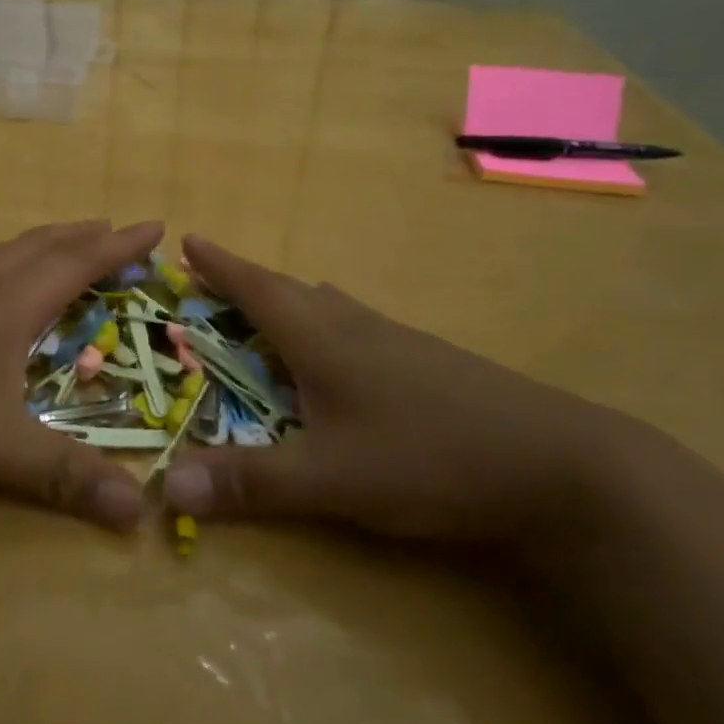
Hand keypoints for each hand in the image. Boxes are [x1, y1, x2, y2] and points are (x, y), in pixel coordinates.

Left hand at [0, 220, 160, 529]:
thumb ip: (61, 475)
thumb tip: (140, 512)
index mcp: (5, 305)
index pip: (76, 264)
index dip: (117, 247)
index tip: (153, 226)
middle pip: (38, 247)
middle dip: (81, 236)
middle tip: (111, 227)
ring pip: (0, 256)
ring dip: (40, 246)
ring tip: (59, 247)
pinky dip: (2, 267)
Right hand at [161, 235, 642, 544]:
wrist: (559, 463)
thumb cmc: (431, 458)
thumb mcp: (331, 479)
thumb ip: (250, 482)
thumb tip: (164, 484)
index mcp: (324, 341)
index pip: (258, 290)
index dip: (221, 266)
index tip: (189, 240)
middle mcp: (357, 329)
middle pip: (291, 291)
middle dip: (246, 281)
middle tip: (214, 278)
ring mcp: (399, 343)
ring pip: (329, 307)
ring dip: (289, 300)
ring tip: (268, 307)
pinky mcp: (429, 364)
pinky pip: (358, 328)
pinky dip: (327, 325)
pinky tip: (341, 352)